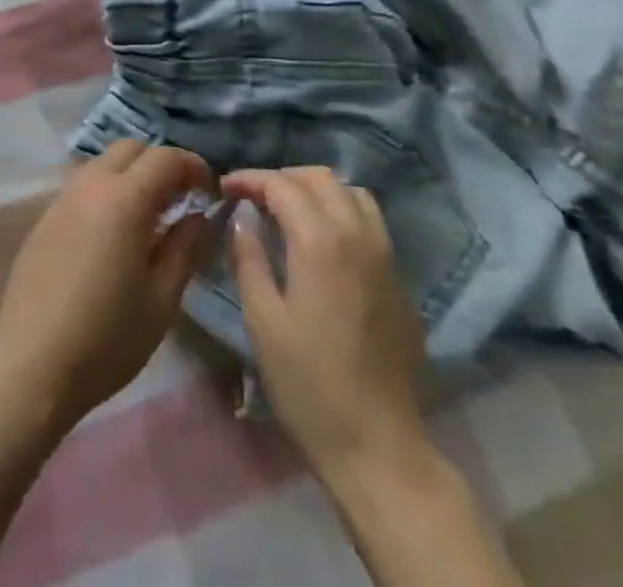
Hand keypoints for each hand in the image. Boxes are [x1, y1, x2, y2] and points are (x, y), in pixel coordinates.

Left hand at [0, 141, 214, 432]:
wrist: (31, 365)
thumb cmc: (107, 338)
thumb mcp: (161, 299)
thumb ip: (185, 247)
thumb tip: (200, 215)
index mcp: (123, 199)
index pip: (165, 157)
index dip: (193, 166)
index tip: (210, 191)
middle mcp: (90, 184)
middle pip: (131, 148)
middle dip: (161, 163)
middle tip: (181, 198)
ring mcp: (62, 198)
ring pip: (103, 162)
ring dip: (131, 174)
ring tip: (149, 215)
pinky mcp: (45, 217)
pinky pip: (83, 184)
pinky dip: (106, 190)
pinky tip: (113, 232)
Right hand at [224, 167, 437, 490]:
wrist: (377, 445)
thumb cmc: (308, 384)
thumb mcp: (262, 320)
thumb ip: (249, 258)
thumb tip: (243, 218)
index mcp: (320, 241)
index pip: (282, 185)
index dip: (249, 179)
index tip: (224, 187)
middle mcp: (357, 235)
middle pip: (320, 178)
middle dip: (282, 178)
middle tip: (253, 197)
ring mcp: (385, 256)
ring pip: (351, 193)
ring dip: (316, 190)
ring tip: (288, 211)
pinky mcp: (398, 278)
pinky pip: (370, 221)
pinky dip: (342, 211)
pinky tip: (323, 240)